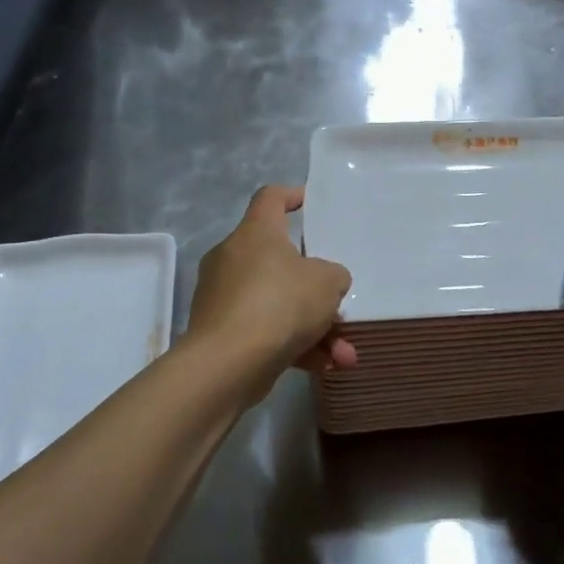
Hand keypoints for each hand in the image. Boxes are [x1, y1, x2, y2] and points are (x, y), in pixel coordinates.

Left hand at [186, 186, 355, 397]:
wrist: (227, 364)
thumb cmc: (279, 304)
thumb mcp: (327, 282)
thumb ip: (333, 275)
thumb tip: (324, 282)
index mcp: (256, 232)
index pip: (270, 198)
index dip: (292, 196)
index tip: (310, 204)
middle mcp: (233, 258)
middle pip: (280, 261)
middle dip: (316, 289)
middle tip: (338, 303)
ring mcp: (223, 297)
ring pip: (278, 304)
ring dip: (314, 328)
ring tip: (343, 354)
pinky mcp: (220, 333)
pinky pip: (265, 332)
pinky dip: (294, 347)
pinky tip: (323, 367)